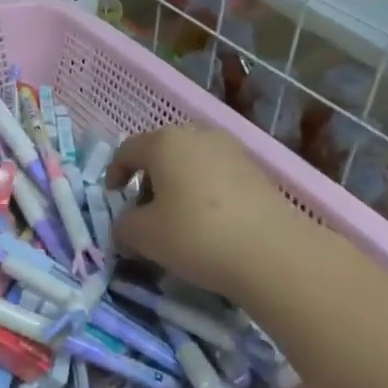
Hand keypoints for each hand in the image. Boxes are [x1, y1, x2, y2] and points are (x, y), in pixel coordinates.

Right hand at [107, 125, 314, 297]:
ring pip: (190, 162)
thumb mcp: (144, 236)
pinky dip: (203, 191)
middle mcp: (196, 134)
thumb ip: (124, 226)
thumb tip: (126, 225)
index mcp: (164, 142)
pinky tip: (209, 223)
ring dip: (177, 185)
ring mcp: (230, 149)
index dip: (114, 174)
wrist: (273, 253)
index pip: (127, 150)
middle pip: (160, 152)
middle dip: (148, 180)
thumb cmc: (196, 235)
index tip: (114, 200)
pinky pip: (215, 174)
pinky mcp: (255, 169)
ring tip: (178, 220)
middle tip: (145, 213)